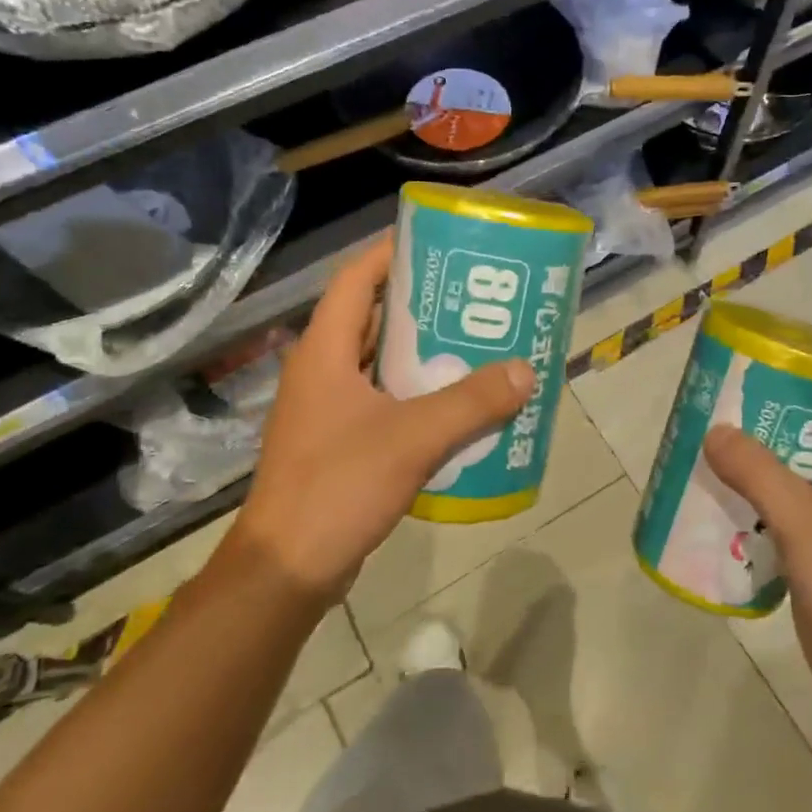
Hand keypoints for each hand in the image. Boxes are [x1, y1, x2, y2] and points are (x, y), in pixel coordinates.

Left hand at [223, 234, 534, 603]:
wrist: (287, 569)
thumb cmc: (339, 487)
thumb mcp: (412, 438)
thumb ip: (471, 403)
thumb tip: (525, 370)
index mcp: (325, 351)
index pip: (357, 279)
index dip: (392, 253)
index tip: (438, 242)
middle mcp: (322, 371)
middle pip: (374, 318)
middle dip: (423, 305)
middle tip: (475, 299)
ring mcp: (327, 410)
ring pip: (381, 364)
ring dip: (424, 354)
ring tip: (477, 346)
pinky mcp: (338, 443)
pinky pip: (384, 402)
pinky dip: (418, 396)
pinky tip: (457, 407)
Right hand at [704, 398, 811, 732]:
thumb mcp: (802, 517)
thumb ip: (757, 471)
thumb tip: (715, 432)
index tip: (774, 371)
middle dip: (776, 423)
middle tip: (729, 410)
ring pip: (799, 479)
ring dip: (762, 466)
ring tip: (717, 451)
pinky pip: (787, 516)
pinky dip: (759, 505)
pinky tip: (724, 504)